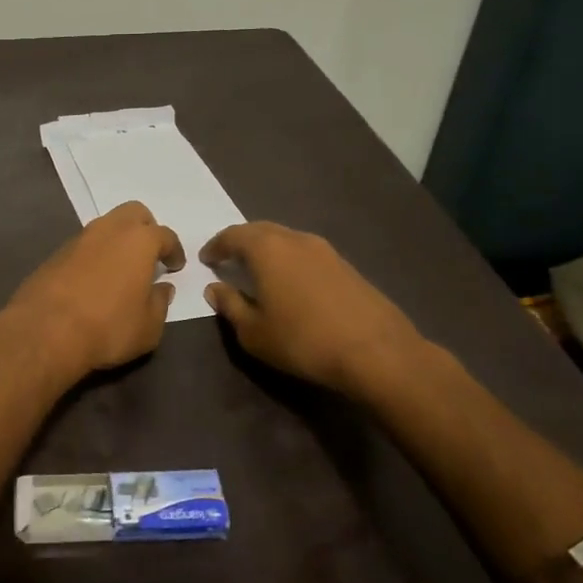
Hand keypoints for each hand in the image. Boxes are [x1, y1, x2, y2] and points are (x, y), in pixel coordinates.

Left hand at [7, 202, 185, 378]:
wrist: (45, 331)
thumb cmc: (108, 327)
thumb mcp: (149, 326)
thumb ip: (160, 303)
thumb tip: (162, 288)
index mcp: (138, 241)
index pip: (165, 235)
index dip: (174, 250)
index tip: (175, 266)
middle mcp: (109, 230)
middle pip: (134, 213)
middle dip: (146, 229)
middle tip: (149, 255)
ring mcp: (79, 239)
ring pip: (106, 226)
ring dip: (117, 240)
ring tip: (121, 268)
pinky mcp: (56, 253)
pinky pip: (84, 245)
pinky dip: (95, 254)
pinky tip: (94, 279)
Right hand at [202, 222, 425, 397]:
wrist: (376, 351)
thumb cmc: (302, 340)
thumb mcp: (253, 332)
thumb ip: (230, 305)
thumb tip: (214, 289)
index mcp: (266, 249)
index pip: (232, 236)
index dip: (216, 246)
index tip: (206, 259)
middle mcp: (295, 239)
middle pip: (260, 231)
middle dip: (241, 242)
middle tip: (229, 259)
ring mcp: (325, 250)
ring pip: (286, 239)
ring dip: (268, 250)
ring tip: (258, 271)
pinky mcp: (346, 265)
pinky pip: (306, 253)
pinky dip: (290, 260)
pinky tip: (291, 283)